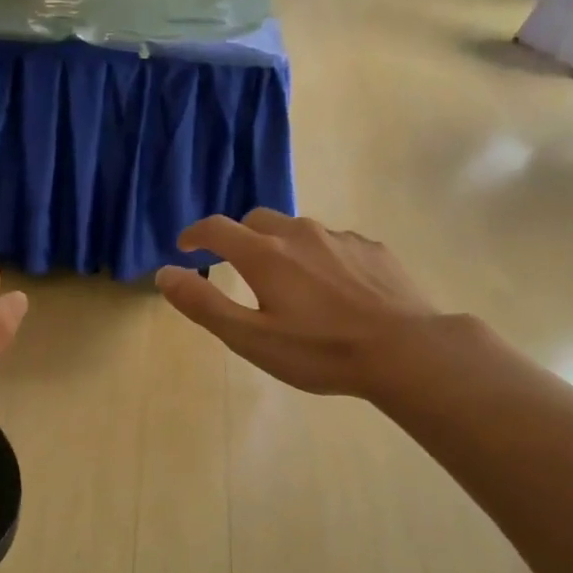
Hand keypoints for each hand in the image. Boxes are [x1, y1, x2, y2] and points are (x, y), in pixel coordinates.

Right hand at [156, 210, 436, 399]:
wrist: (406, 351)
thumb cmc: (321, 351)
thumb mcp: (251, 338)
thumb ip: (204, 304)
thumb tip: (166, 273)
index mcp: (265, 254)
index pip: (217, 229)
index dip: (195, 235)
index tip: (185, 246)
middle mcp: (300, 233)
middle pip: (257, 220)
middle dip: (239, 237)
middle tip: (236, 265)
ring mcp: (340, 238)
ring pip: (298, 230)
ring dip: (280, 245)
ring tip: (287, 281)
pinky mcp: (372, 249)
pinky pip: (333, 243)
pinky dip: (318, 255)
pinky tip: (332, 288)